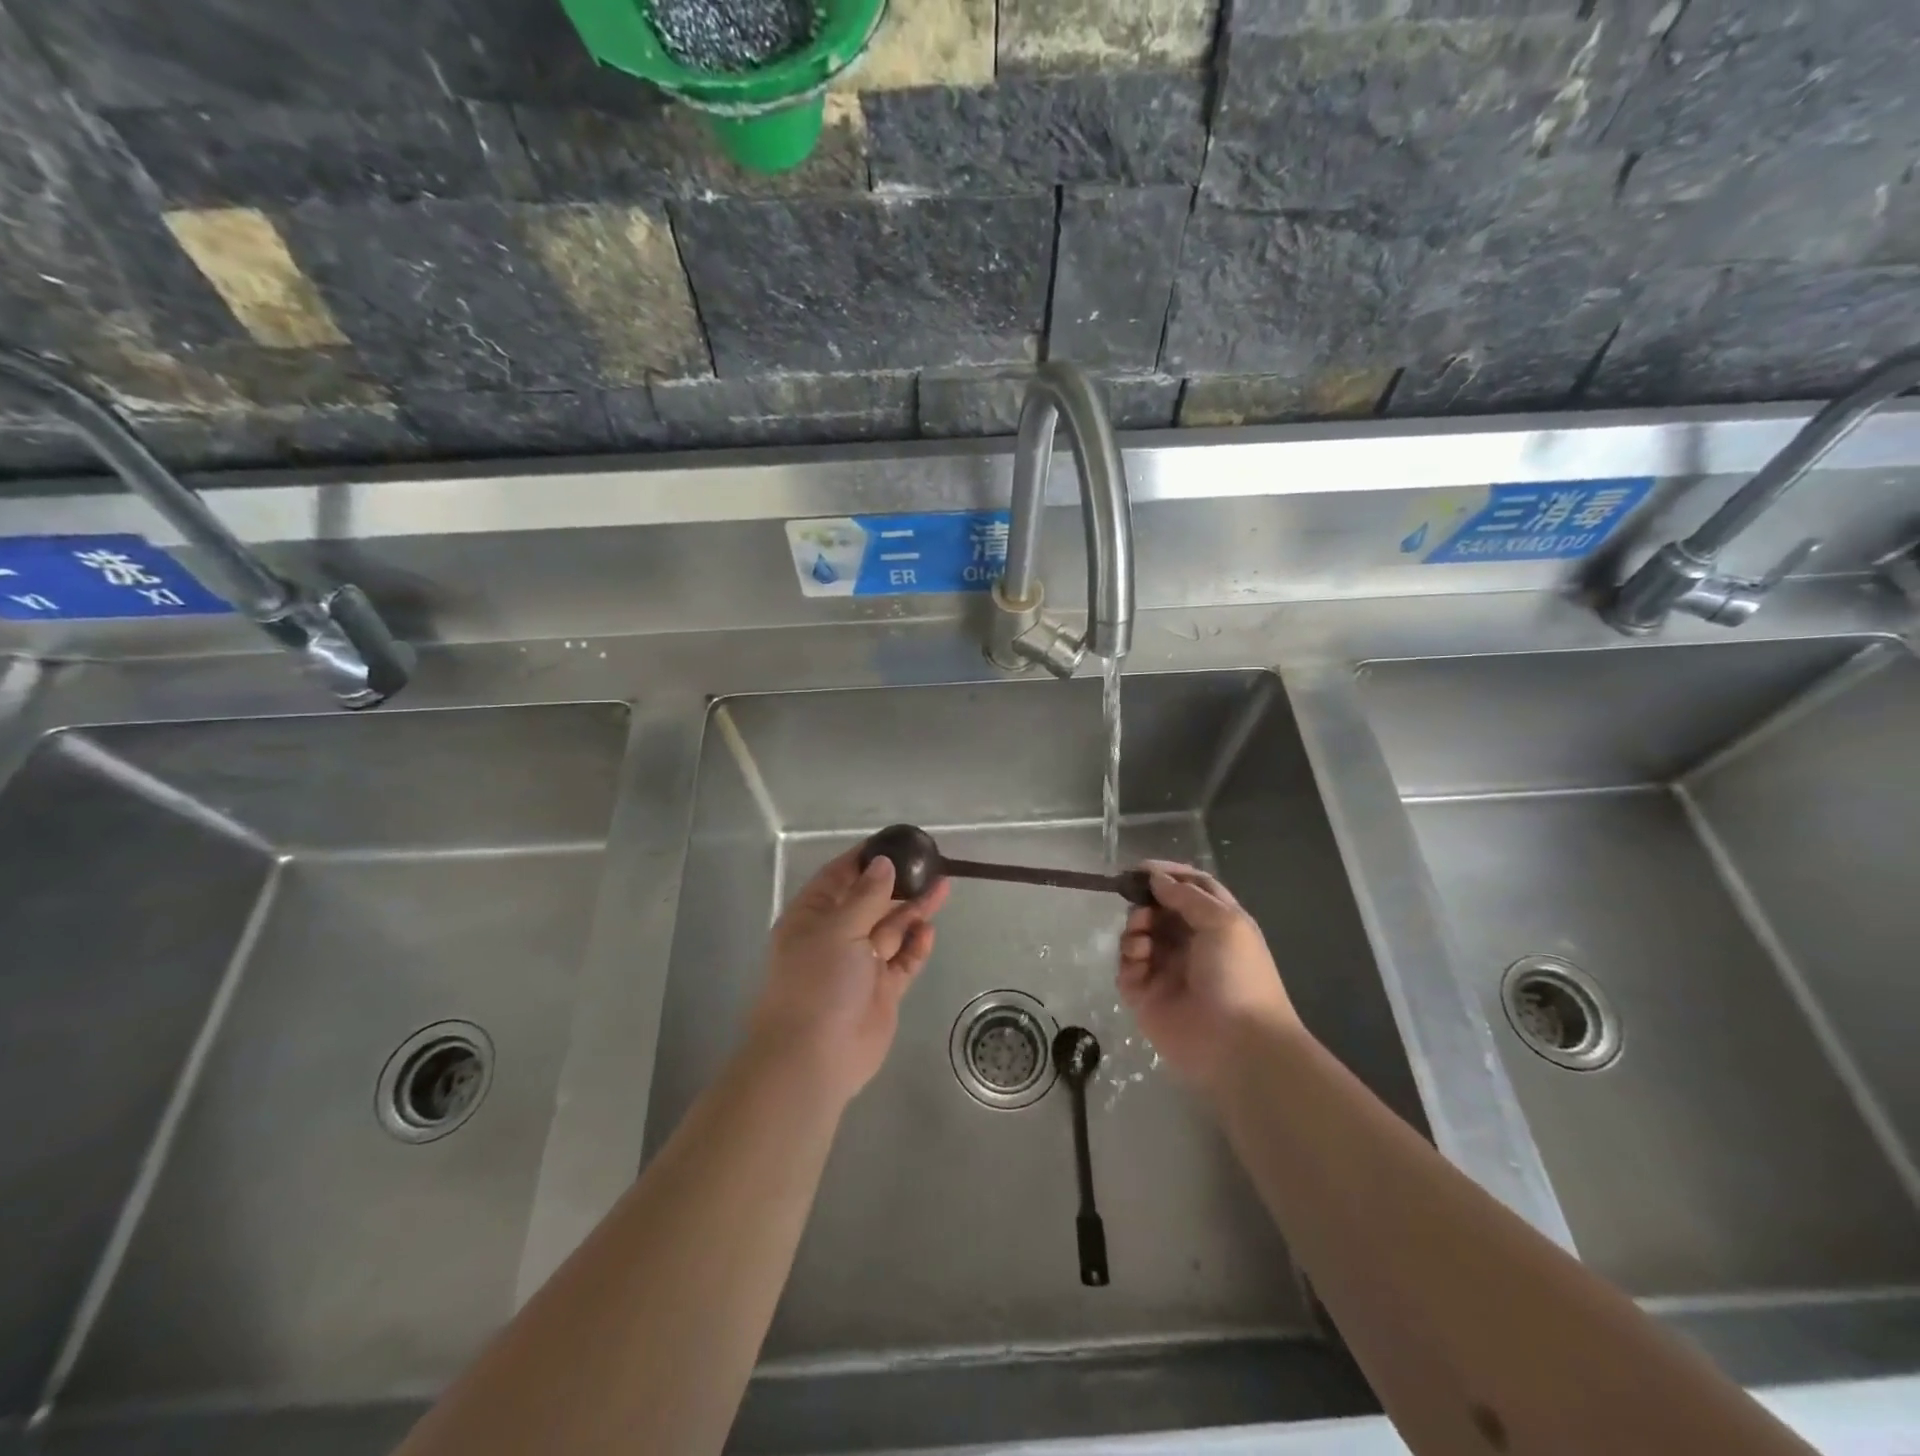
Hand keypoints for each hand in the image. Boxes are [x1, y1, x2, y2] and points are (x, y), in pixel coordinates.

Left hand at [748, 848, 949, 1108]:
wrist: (814, 1058)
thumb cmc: (818, 983)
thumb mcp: (839, 930)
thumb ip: (866, 896)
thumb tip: (883, 864)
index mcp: (812, 918)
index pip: (838, 877)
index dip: (864, 859)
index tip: (894, 842)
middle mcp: (836, 937)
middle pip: (871, 901)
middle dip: (898, 883)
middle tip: (930, 863)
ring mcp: (860, 965)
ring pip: (892, 929)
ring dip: (914, 909)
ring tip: (943, 887)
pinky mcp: (882, 991)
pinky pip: (903, 960)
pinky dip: (916, 945)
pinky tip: (930, 929)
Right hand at [1117, 861, 1300, 1094]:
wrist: (1237, 1044)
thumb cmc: (1238, 975)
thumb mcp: (1224, 922)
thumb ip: (1186, 896)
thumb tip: (1155, 878)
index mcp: (1216, 924)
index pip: (1191, 889)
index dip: (1169, 875)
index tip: (1142, 868)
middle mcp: (1189, 943)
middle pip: (1158, 910)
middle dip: (1145, 902)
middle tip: (1140, 905)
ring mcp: (1165, 969)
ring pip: (1138, 935)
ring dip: (1135, 927)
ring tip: (1141, 938)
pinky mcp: (1144, 995)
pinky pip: (1126, 966)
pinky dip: (1128, 957)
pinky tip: (1140, 960)